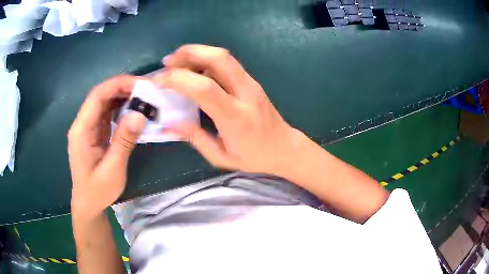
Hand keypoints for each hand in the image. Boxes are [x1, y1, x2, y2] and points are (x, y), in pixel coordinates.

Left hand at [68, 75, 146, 218]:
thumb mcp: (112, 169)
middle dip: (122, 88)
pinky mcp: (95, 133)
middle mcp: (83, 124)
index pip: (97, 96)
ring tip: (144, 97)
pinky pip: (107, 114)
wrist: (88, 204)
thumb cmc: (97, 191)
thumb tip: (140, 114)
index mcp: (81, 130)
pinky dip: (121, 108)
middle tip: (146, 89)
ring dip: (123, 97)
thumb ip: (124, 141)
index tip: (140, 84)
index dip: (118, 85)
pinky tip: (133, 110)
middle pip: (101, 95)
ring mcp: (88, 128)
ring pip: (104, 103)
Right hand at [152, 45, 303, 174]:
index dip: (178, 79)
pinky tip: (193, 69)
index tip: (157, 80)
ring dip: (197, 53)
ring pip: (224, 56)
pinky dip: (206, 60)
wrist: (285, 148)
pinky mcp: (252, 81)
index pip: (205, 88)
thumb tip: (168, 124)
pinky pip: (227, 63)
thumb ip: (195, 138)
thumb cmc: (254, 157)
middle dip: (189, 53)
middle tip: (167, 61)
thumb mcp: (221, 157)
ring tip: (175, 62)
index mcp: (236, 117)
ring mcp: (251, 84)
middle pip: (219, 58)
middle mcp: (245, 93)